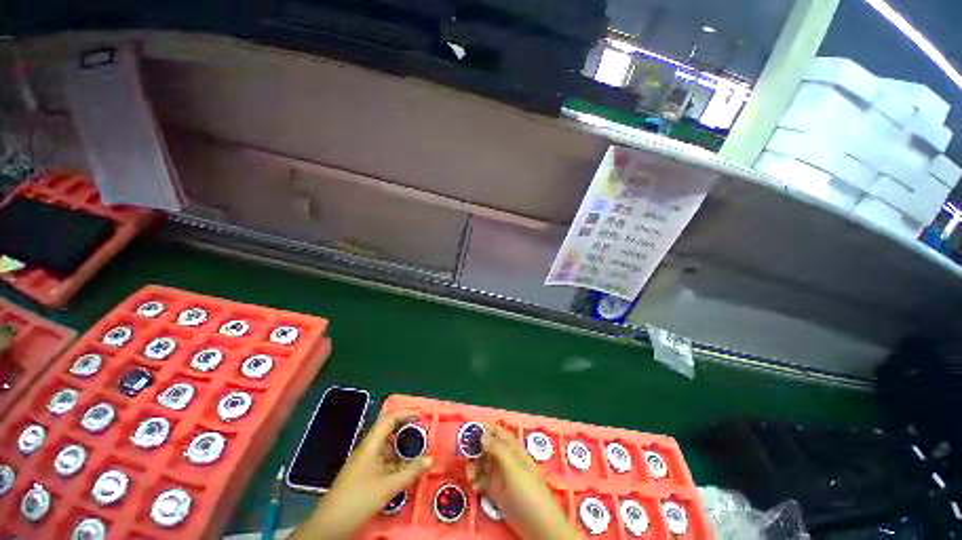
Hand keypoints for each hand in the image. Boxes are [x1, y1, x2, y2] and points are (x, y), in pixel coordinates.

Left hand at [291, 410, 432, 539]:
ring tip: (420, 450)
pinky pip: (385, 460)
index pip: (389, 419)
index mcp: (371, 444)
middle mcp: (368, 449)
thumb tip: (431, 458)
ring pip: (388, 447)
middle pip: (390, 431)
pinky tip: (407, 468)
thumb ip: (411, 471)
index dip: (406, 414)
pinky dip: (397, 461)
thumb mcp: (388, 486)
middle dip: (407, 430)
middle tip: (425, 434)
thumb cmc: (358, 499)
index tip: (422, 417)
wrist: (330, 525)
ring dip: (403, 447)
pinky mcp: (365, 474)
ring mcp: (366, 461)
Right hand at [467, 424, 582, 539]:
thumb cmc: (529, 491)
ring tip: (469, 474)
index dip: (486, 429)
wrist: (538, 525)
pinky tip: (474, 486)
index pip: (499, 433)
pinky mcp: (497, 493)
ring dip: (474, 466)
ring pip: (483, 465)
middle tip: (463, 453)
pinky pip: (483, 482)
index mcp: (514, 450)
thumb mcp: (513, 467)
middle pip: (488, 448)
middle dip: (476, 449)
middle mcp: (506, 460)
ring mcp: (501, 477)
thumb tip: (482, 434)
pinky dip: (476, 481)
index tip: (471, 428)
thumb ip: (498, 450)